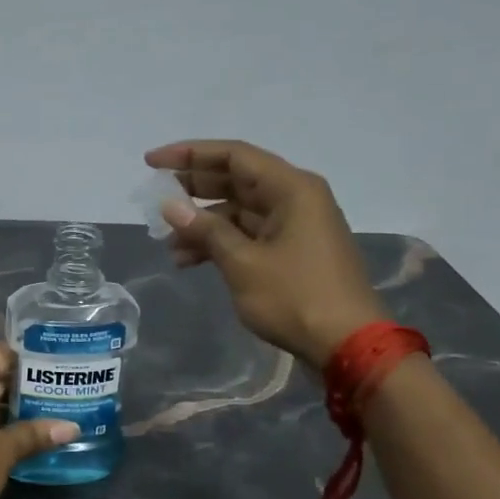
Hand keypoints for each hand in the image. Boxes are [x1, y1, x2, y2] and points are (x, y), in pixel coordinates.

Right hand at [143, 140, 387, 370]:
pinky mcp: (291, 252)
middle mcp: (295, 198)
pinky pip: (248, 235)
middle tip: (155, 198)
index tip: (152, 162)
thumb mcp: (243, 263)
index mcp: (291, 189)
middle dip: (193, 189)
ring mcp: (295, 226)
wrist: (347, 344)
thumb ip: (206, 230)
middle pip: (235, 180)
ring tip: (168, 244)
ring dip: (202, 224)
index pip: (233, 156)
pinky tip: (189, 261)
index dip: (190, 154)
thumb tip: (171, 206)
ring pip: (238, 211)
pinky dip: (219, 243)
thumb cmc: (295, 297)